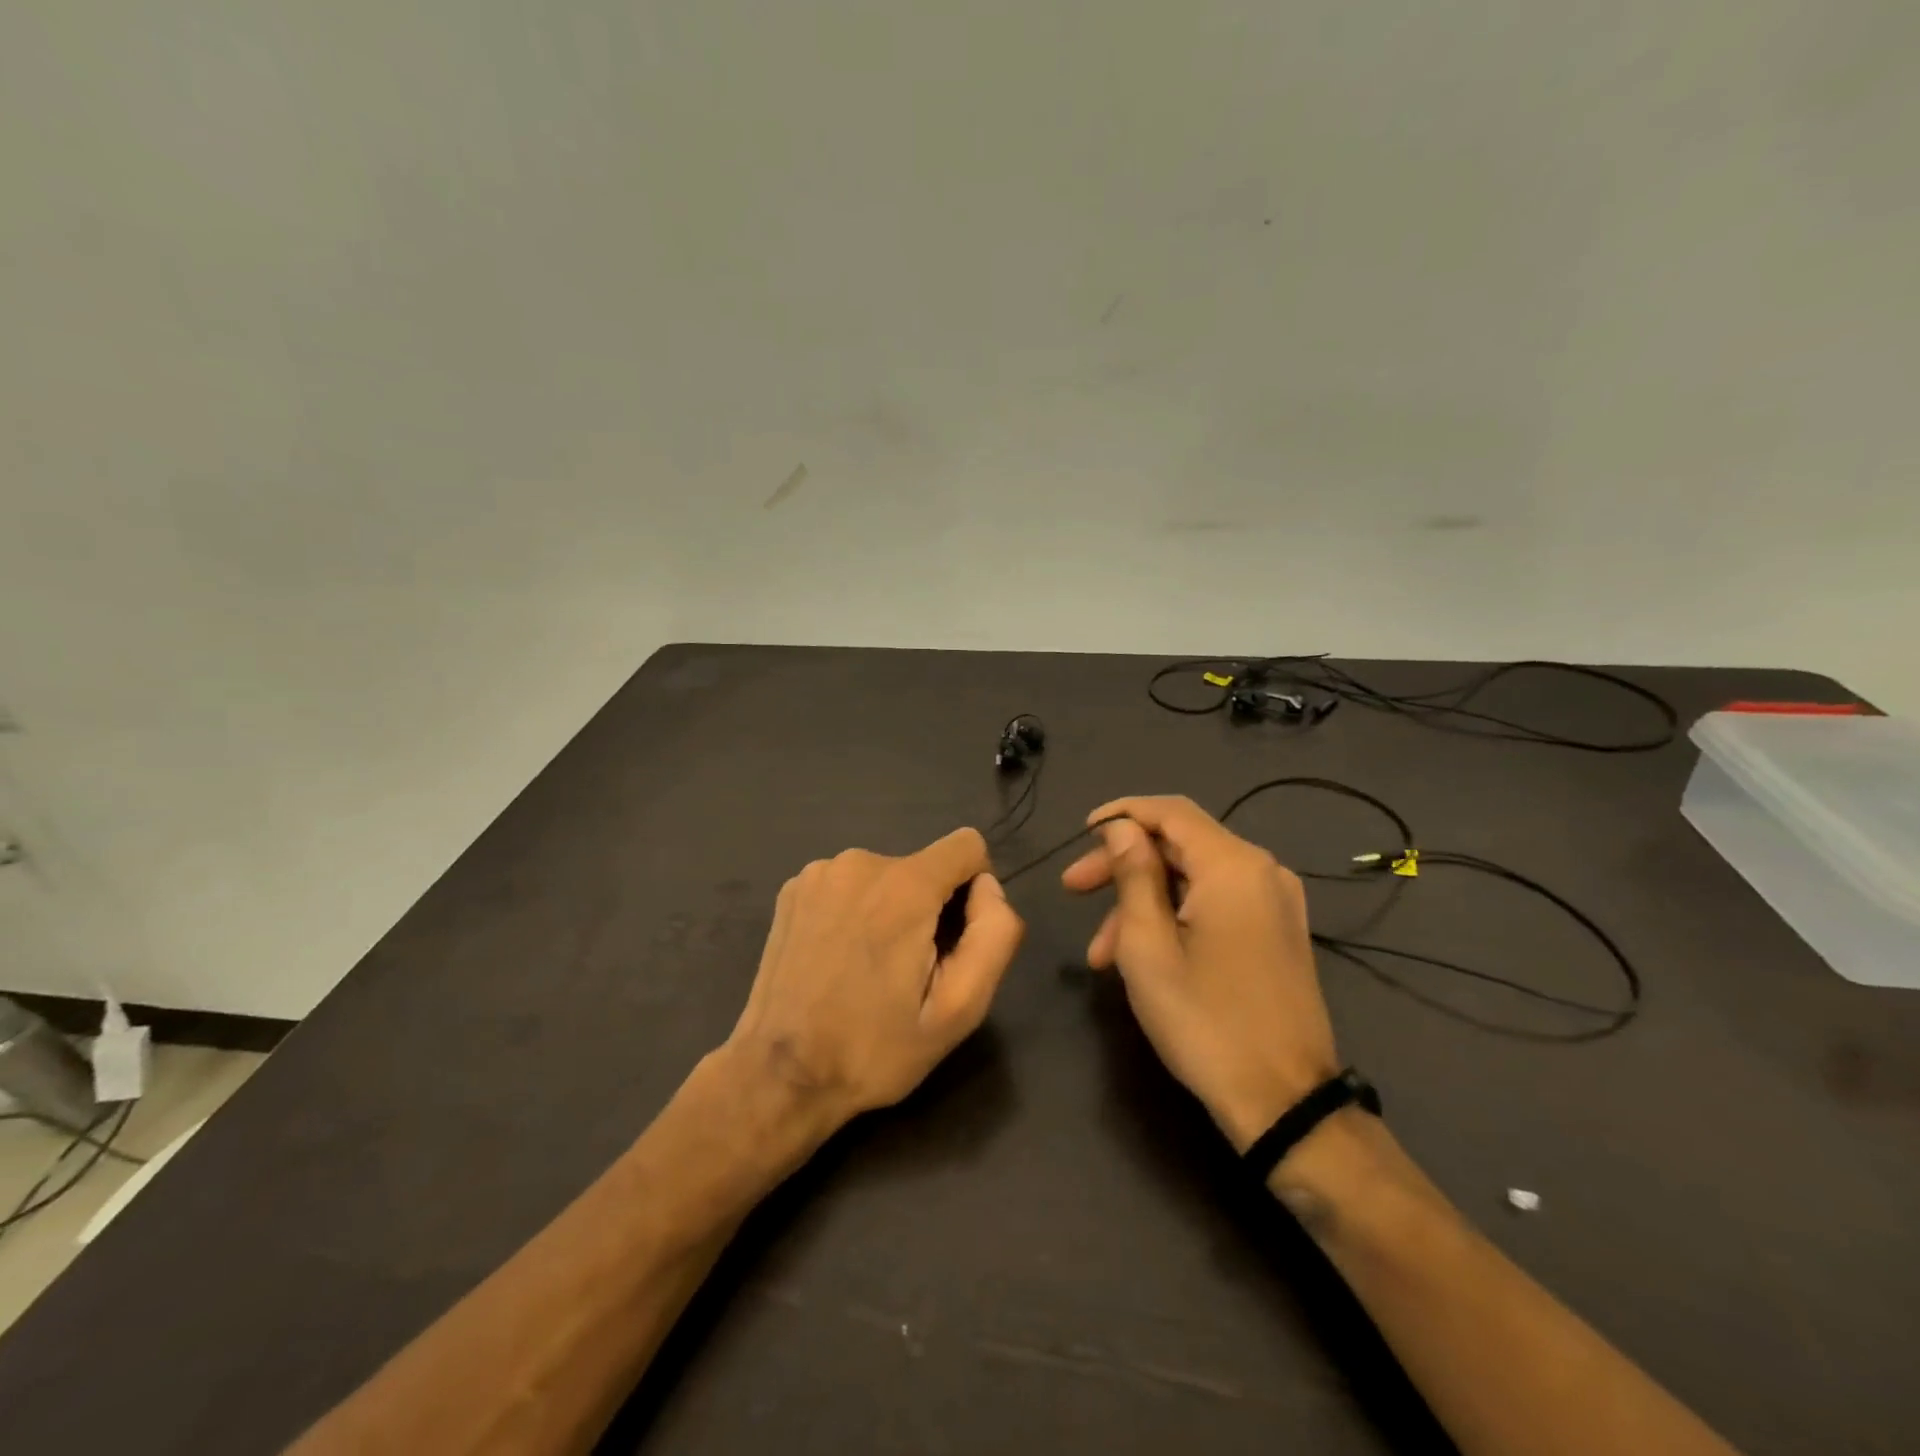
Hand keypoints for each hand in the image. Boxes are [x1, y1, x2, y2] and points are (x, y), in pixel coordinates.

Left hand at [726, 828, 1023, 1127]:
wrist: (780, 1074)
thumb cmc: (875, 1048)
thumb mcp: (960, 1009)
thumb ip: (994, 934)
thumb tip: (987, 887)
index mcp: (905, 886)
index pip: (967, 845)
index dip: (973, 890)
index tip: (952, 942)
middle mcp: (861, 862)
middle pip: (924, 867)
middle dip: (928, 909)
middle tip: (907, 973)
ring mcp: (819, 872)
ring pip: (885, 877)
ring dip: (890, 911)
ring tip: (867, 970)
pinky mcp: (793, 889)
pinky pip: (848, 885)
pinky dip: (854, 912)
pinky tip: (836, 959)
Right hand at [1061, 797, 1337, 1150]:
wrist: (1285, 1102)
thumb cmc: (1205, 1020)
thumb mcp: (1148, 946)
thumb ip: (1133, 875)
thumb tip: (1122, 829)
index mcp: (1233, 866)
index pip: (1170, 811)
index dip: (1122, 813)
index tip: (1081, 832)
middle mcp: (1262, 871)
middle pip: (1180, 845)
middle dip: (1122, 864)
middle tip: (1072, 889)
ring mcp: (1275, 903)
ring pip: (1193, 879)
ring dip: (1142, 902)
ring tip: (1099, 953)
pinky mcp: (1277, 932)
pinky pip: (1216, 904)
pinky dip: (1174, 917)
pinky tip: (1140, 957)